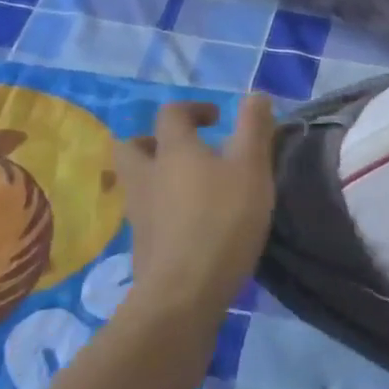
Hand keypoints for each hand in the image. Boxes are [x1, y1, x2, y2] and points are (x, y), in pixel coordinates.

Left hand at [117, 95, 275, 316]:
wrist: (183, 294)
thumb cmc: (222, 221)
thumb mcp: (252, 168)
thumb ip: (255, 128)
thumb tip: (256, 95)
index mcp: (174, 150)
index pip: (171, 114)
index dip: (193, 109)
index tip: (217, 120)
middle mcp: (147, 176)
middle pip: (133, 146)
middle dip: (157, 141)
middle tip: (188, 150)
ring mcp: (139, 213)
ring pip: (136, 181)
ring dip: (158, 175)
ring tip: (192, 187)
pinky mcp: (142, 246)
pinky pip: (146, 213)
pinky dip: (163, 209)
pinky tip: (191, 222)